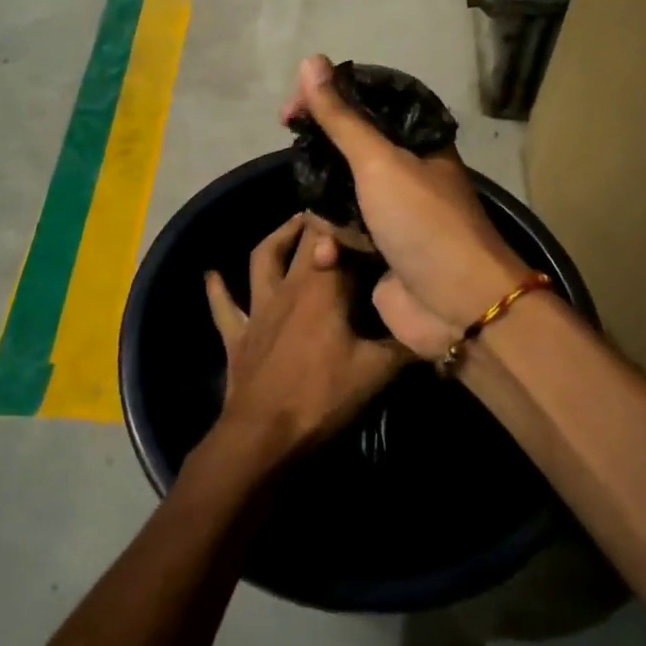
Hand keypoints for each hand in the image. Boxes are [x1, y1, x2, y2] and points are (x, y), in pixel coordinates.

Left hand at [203, 214, 410, 462]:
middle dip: (318, 222)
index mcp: (324, 289)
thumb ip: (406, 346)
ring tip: (291, 223)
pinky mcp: (238, 334)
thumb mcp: (376, 372)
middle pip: (302, 243)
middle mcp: (289, 288)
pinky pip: (224, 307)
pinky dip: (216, 290)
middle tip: (335, 210)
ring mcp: (259, 309)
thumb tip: (435, 330)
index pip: (338, 242)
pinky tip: (211, 275)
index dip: (351, 224)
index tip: (368, 212)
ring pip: (262, 259)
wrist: (264, 435)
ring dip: (276, 238)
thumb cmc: (322, 398)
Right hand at [280, 55, 535, 356]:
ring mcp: (391, 214)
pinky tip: (331, 257)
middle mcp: (404, 173)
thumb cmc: (423, 222)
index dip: (327, 101)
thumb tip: (311, 61)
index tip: (291, 110)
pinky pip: (341, 234)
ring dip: (326, 212)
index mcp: (416, 142)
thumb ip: (341, 117)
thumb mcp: (380, 162)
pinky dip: (333, 245)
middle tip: (296, 157)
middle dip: (319, 159)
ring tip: (329, 228)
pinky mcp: (378, 251)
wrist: (457, 306)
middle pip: (347, 151)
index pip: (365, 105)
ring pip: (338, 195)